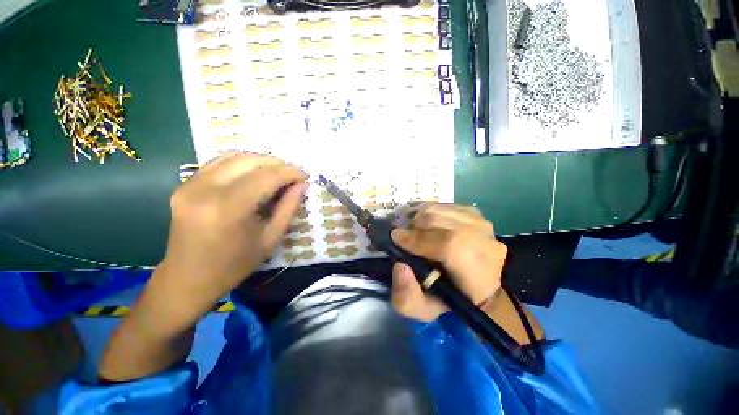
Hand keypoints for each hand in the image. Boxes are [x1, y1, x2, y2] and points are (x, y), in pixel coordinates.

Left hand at [158, 152, 307, 319]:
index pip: (267, 176)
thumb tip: (301, 185)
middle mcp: (206, 189)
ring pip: (234, 156)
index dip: (290, 172)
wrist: (187, 278)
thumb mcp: (270, 239)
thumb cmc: (234, 265)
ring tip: (277, 173)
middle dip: (278, 164)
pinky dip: (242, 163)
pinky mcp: (184, 185)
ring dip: (261, 161)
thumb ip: (288, 208)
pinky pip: (218, 162)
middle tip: (293, 175)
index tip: (305, 176)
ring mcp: (190, 184)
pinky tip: (254, 173)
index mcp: (229, 208)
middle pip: (250, 161)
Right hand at [389, 203, 506, 321]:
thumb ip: (406, 297)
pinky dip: (429, 213)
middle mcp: (486, 242)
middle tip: (404, 237)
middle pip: (441, 221)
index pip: (450, 245)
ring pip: (439, 209)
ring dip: (419, 219)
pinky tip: (427, 226)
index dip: (419, 239)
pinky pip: (443, 205)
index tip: (396, 238)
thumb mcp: (423, 310)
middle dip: (414, 227)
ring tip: (415, 232)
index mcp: (479, 273)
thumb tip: (400, 265)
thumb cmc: (450, 300)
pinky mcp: (474, 213)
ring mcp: (482, 223)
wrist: (476, 285)